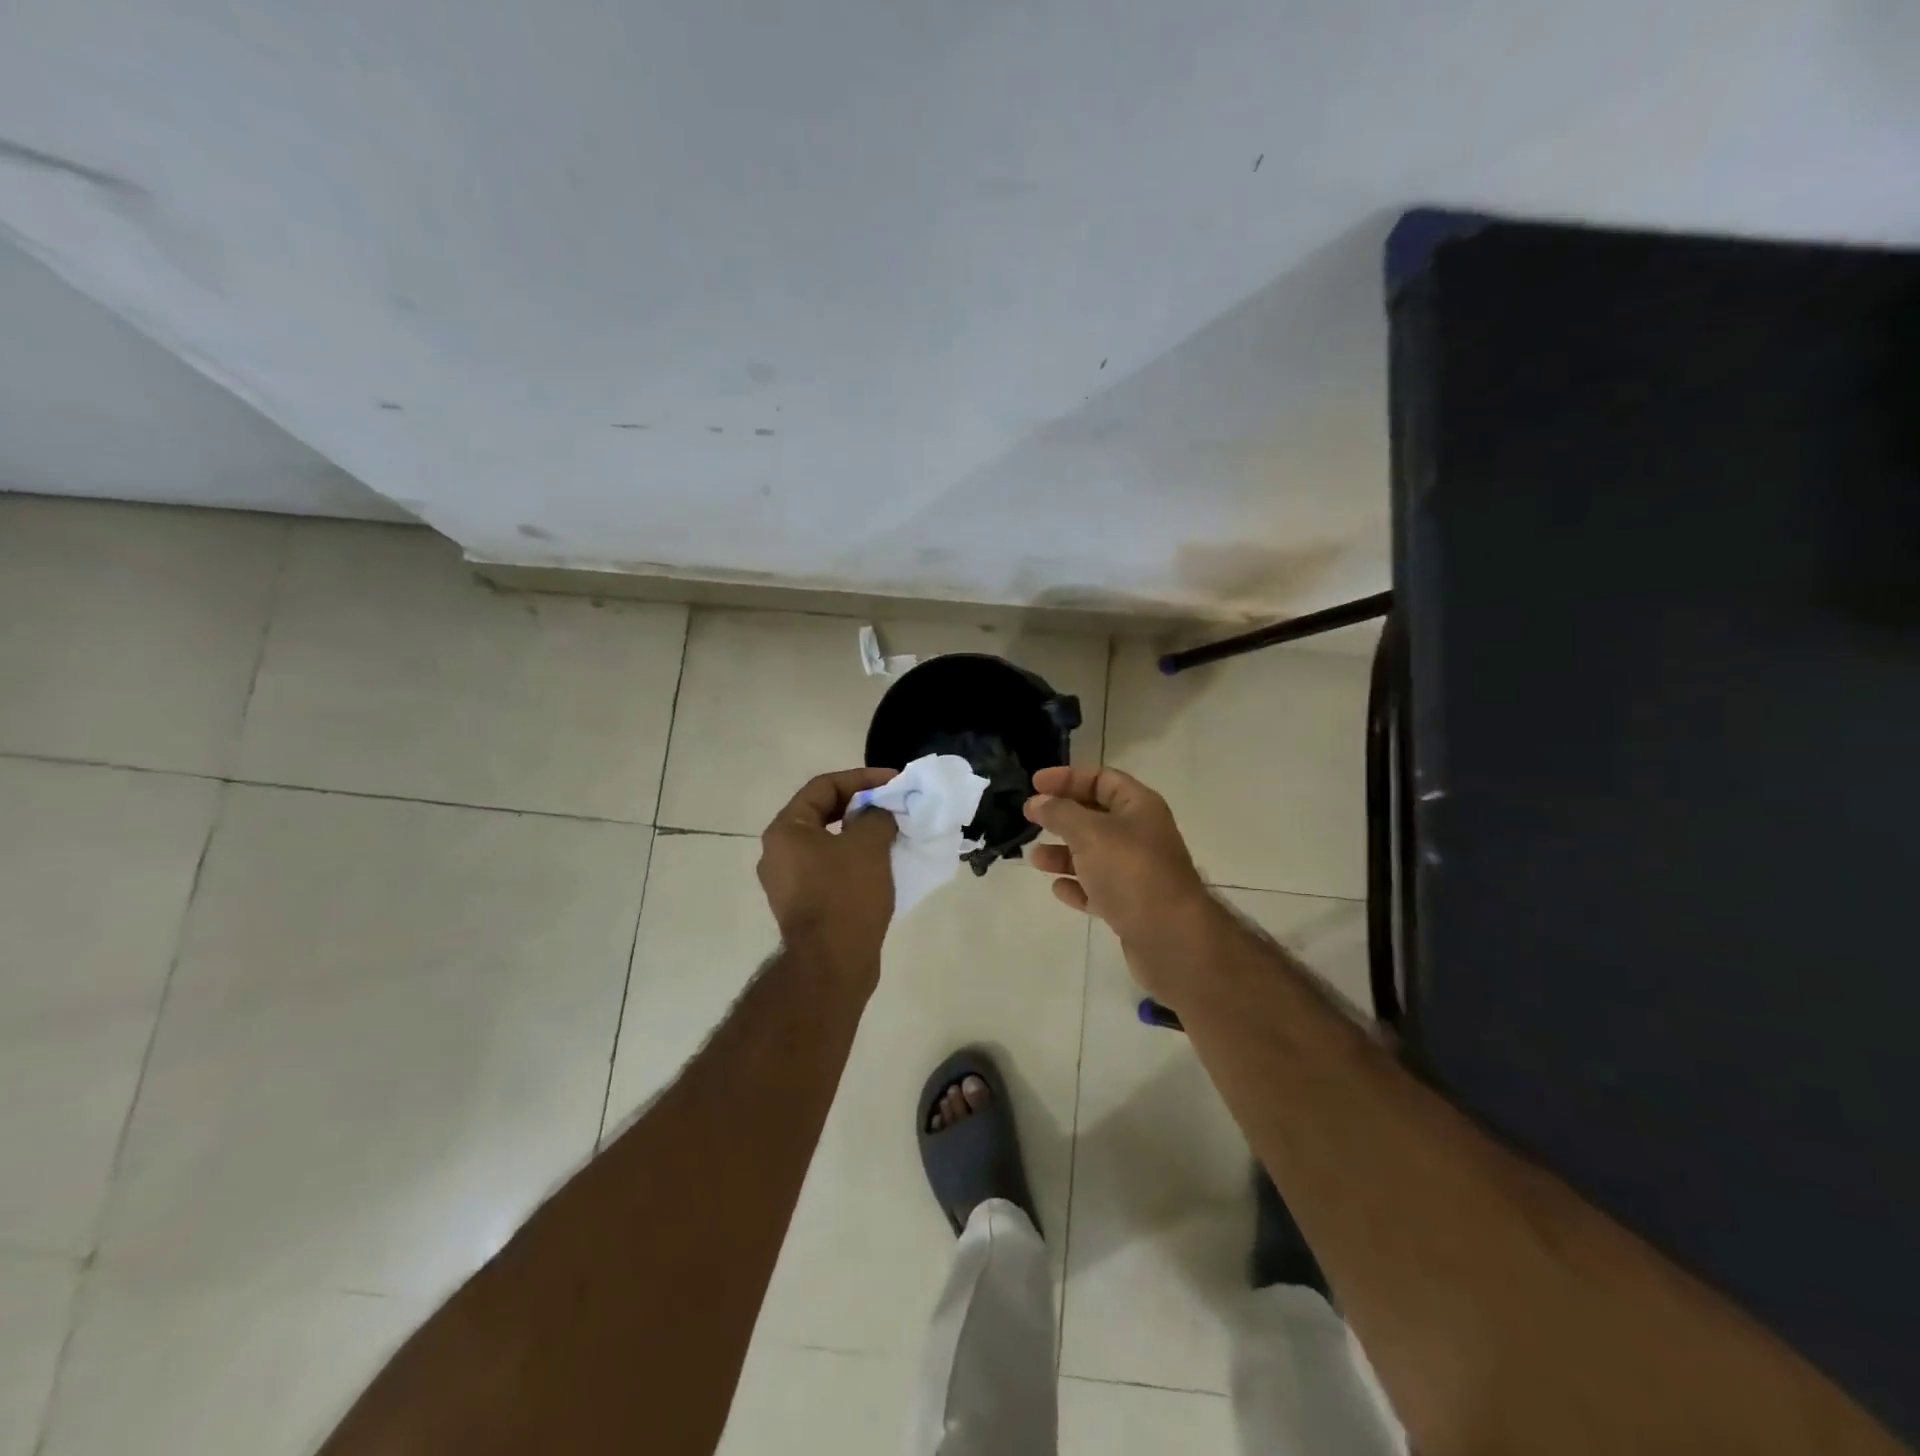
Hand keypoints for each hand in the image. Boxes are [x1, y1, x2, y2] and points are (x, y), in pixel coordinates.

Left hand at [758, 768, 898, 974]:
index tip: (894, 781)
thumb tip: (879, 813)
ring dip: (860, 835)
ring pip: (828, 844)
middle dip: (861, 806)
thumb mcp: (868, 844)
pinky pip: (830, 871)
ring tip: (892, 834)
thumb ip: (876, 815)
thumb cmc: (846, 895)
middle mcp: (779, 853)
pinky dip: (854, 861)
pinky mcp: (804, 906)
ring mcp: (789, 883)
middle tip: (893, 806)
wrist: (832, 964)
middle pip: (823, 814)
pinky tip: (881, 866)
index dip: (862, 778)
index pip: (824, 787)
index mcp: (786, 831)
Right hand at [1025, 765, 1216, 996]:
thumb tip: (1037, 802)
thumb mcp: (1090, 833)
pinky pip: (1098, 888)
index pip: (1101, 778)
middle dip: (1062, 816)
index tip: (1035, 784)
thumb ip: (1060, 813)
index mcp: (1140, 807)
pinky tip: (1058, 889)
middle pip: (1096, 816)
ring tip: (1036, 859)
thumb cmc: (1131, 872)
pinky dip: (1078, 885)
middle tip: (1030, 818)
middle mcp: (1141, 834)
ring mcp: (1138, 871)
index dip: (1068, 777)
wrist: (1171, 938)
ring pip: (1094, 854)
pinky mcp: (1131, 904)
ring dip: (1064, 853)